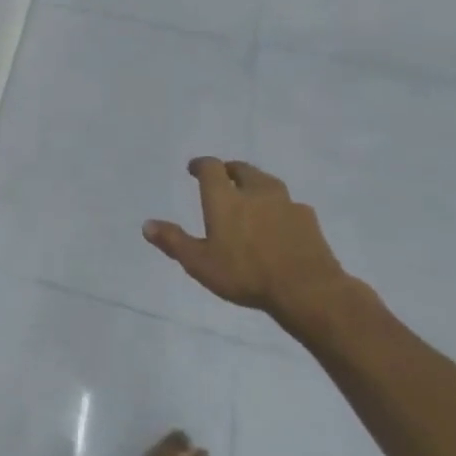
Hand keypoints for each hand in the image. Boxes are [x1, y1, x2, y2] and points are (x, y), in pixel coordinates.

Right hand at [144, 158, 354, 327]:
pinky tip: (281, 220)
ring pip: (268, 182)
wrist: (309, 291)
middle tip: (223, 178)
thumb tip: (146, 225)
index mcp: (225, 197)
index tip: (194, 168)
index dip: (201, 164)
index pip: (211, 167)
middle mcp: (255, 192)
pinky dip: (280, 206)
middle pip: (242, 169)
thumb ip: (174, 241)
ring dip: (256, 184)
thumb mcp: (200, 263)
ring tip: (252, 196)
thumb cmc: (246, 274)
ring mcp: (285, 204)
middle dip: (230, 170)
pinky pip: (290, 204)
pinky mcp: (309, 220)